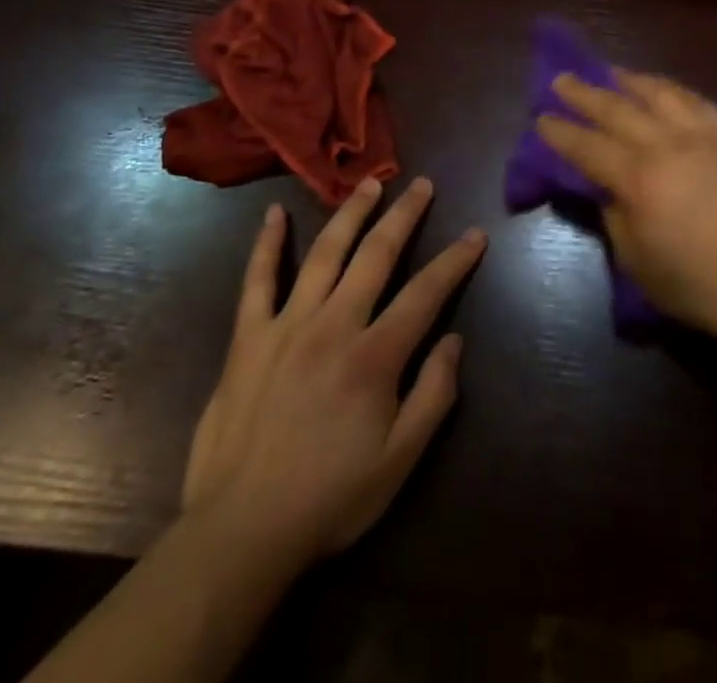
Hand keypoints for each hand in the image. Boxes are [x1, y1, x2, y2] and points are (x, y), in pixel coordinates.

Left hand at [181, 176, 486, 570]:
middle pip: (376, 255)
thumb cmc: (329, 499)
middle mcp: (333, 326)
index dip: (455, 261)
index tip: (476, 234)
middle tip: (423, 185)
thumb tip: (455, 340)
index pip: (426, 293)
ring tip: (369, 183)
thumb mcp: (399, 462)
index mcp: (374, 357)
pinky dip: (266, 245)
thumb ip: (433, 395)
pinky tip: (273, 214)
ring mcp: (286, 326)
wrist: (240, 533)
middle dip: (405, 216)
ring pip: (324, 254)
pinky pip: (256, 282)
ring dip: (350, 214)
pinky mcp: (248, 338)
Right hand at [536, 72, 716, 342]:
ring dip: (629, 80)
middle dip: (584, 93)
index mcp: (638, 178)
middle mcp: (667, 143)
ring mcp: (703, 133)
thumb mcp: (635, 259)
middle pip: (616, 108)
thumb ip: (614, 214)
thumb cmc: (693, 283)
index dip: (560, 132)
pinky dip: (671, 90)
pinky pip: (695, 100)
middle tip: (562, 79)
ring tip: (611, 72)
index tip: (541, 118)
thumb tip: (608, 186)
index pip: (587, 146)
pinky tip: (662, 89)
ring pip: (658, 92)